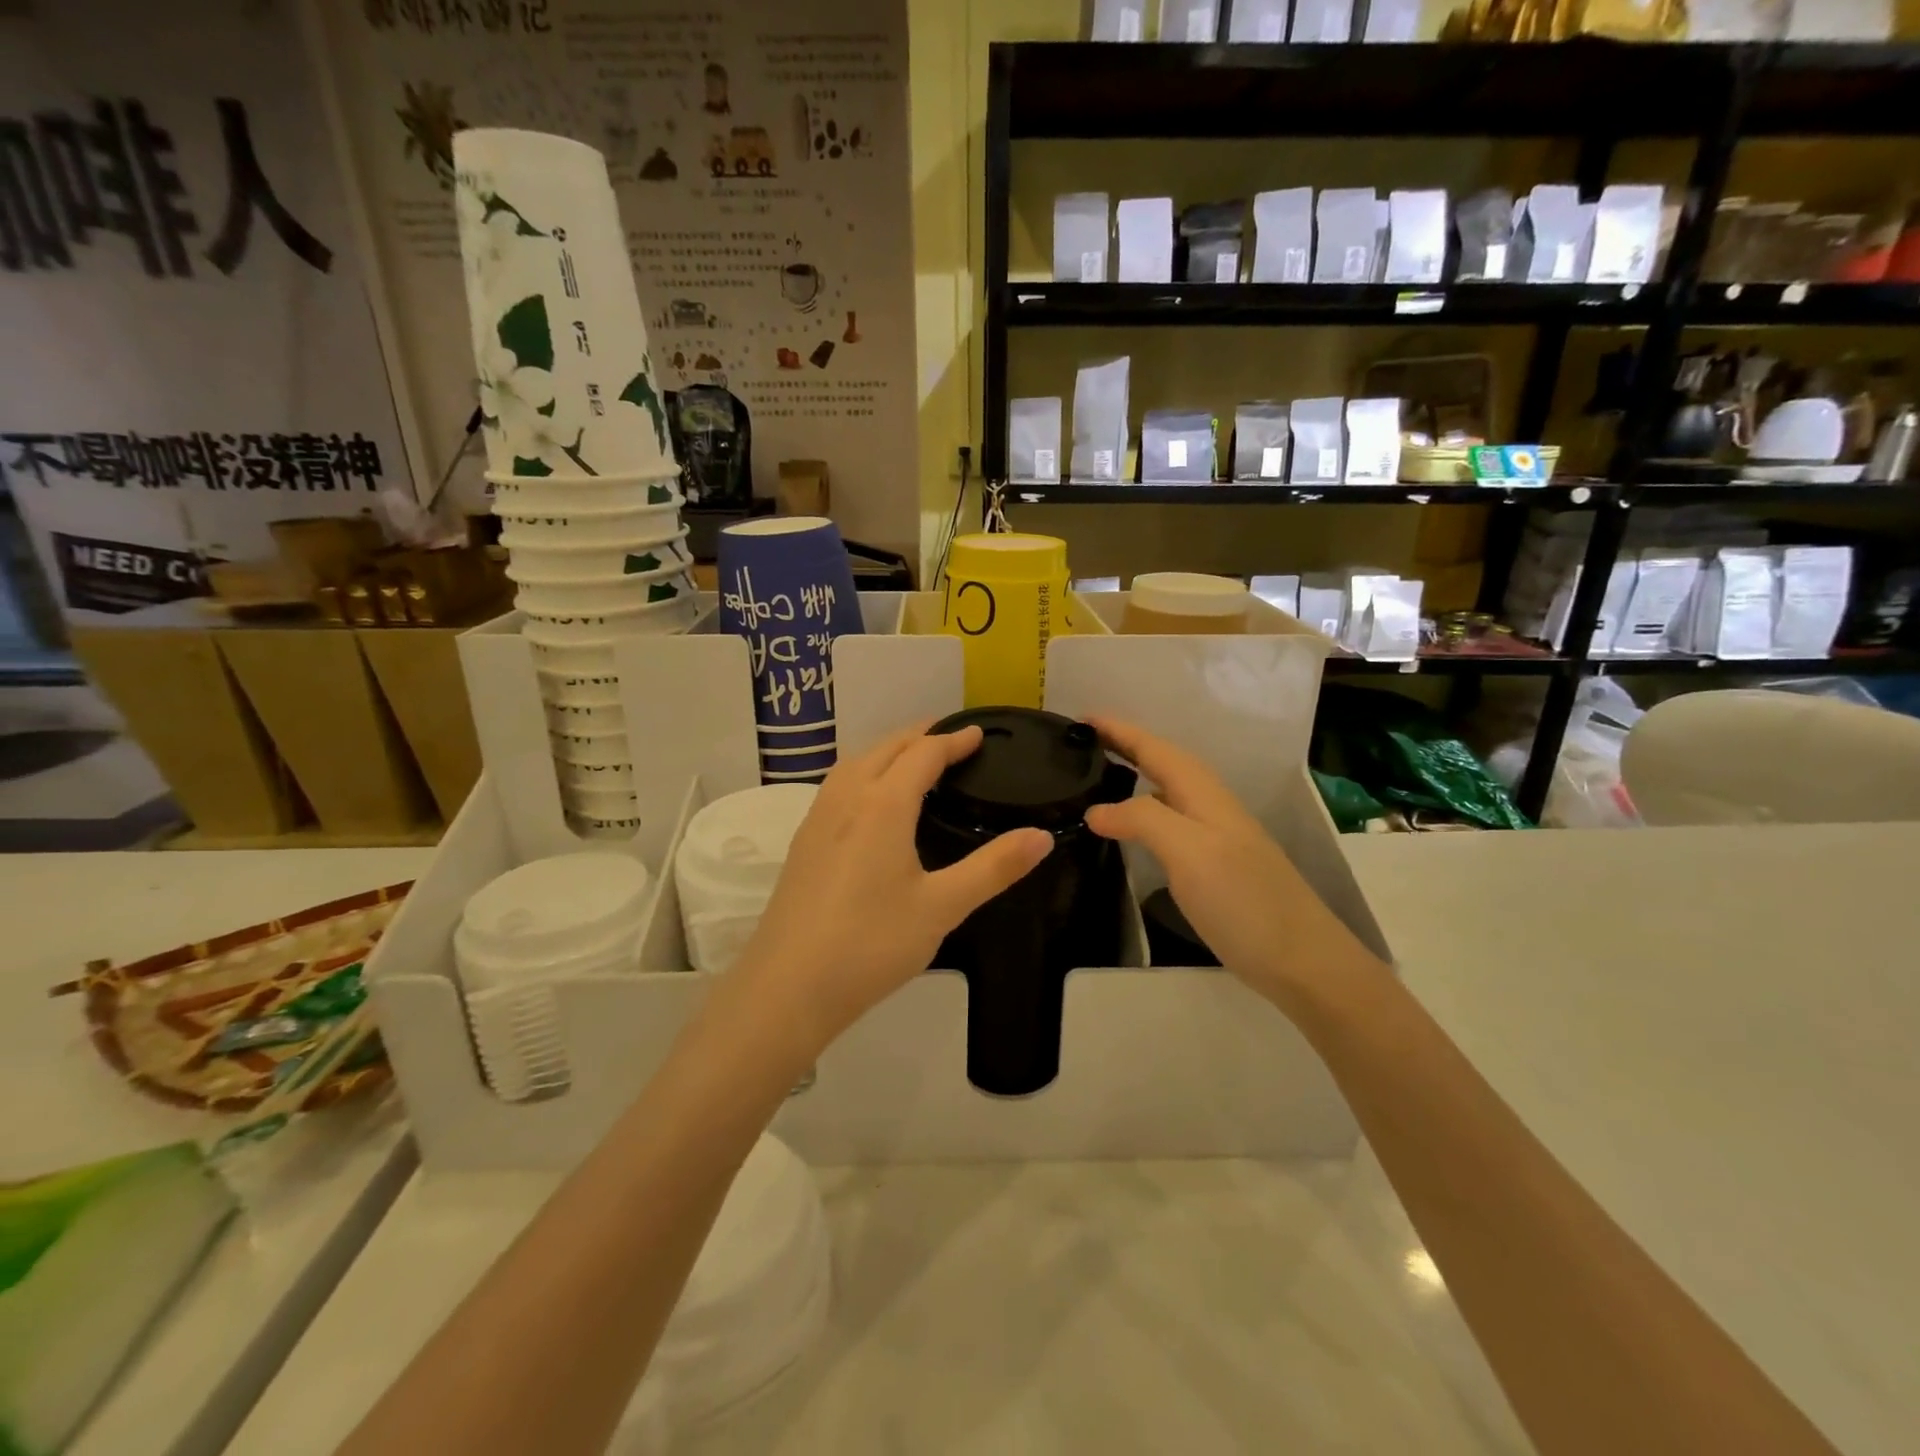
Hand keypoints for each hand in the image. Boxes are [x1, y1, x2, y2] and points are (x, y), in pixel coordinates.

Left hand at [732, 724, 1052, 1057]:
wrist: (788, 987)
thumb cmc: (871, 944)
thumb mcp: (942, 907)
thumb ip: (994, 868)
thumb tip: (1042, 836)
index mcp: (883, 805)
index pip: (923, 754)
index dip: (953, 740)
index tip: (978, 735)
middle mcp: (847, 799)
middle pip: (886, 748)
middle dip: (920, 736)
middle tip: (951, 739)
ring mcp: (817, 819)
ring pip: (855, 763)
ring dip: (888, 751)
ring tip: (914, 761)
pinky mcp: (803, 843)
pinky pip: (838, 786)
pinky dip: (865, 772)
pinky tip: (871, 802)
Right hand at [1083, 717, 1383, 1010]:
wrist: (1303, 963)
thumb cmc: (1244, 901)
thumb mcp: (1189, 852)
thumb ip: (1142, 820)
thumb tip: (1096, 810)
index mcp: (1204, 795)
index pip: (1156, 749)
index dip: (1120, 731)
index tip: (1081, 718)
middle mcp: (1211, 808)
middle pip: (1164, 764)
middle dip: (1126, 747)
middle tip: (1083, 745)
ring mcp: (1216, 839)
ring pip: (1168, 793)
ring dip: (1135, 778)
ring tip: (1098, 779)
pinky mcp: (1215, 869)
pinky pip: (1170, 825)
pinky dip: (1143, 814)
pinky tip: (1131, 833)